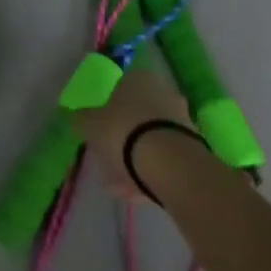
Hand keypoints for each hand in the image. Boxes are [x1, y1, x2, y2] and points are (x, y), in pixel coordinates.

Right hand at [72, 61, 194, 201]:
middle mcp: (163, 92)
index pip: (119, 89)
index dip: (107, 111)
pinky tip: (137, 192)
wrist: (170, 164)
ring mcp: (181, 120)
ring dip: (135, 160)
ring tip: (119, 186)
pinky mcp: (193, 148)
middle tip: (108, 160)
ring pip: (151, 140)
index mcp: (138, 78)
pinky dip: (151, 172)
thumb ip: (82, 119)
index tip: (99, 131)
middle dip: (122, 139)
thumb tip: (77, 116)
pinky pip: (165, 159)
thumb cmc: (123, 132)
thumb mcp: (90, 125)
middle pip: (137, 116)